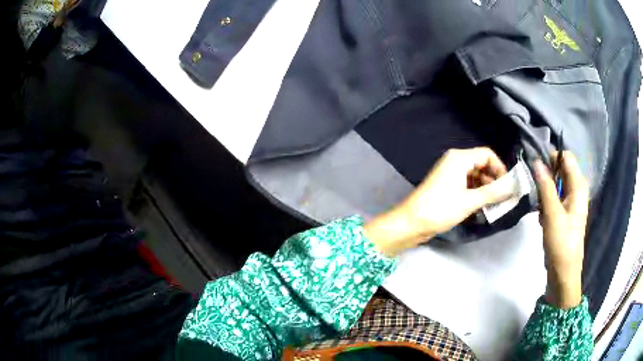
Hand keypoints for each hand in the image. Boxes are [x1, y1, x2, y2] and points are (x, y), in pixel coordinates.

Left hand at [364, 148, 513, 255]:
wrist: (411, 222)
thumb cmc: (441, 208)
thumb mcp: (470, 201)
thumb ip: (493, 192)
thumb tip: (513, 186)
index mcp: (460, 158)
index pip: (487, 155)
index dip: (500, 168)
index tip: (508, 185)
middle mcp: (455, 161)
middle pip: (481, 165)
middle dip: (493, 180)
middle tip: (503, 198)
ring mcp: (449, 174)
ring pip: (475, 176)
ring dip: (485, 189)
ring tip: (493, 205)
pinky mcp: (446, 186)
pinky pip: (466, 185)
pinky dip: (475, 193)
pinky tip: (481, 207)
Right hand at [533, 151, 588, 308]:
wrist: (564, 273)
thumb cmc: (561, 243)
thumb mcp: (552, 214)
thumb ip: (546, 186)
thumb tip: (537, 161)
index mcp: (578, 187)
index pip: (566, 158)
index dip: (551, 156)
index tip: (535, 164)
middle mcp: (577, 190)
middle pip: (561, 170)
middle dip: (546, 175)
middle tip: (534, 187)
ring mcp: (571, 202)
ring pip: (556, 185)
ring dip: (545, 191)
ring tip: (538, 206)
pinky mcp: (565, 213)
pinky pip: (555, 199)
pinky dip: (546, 203)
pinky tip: (541, 217)